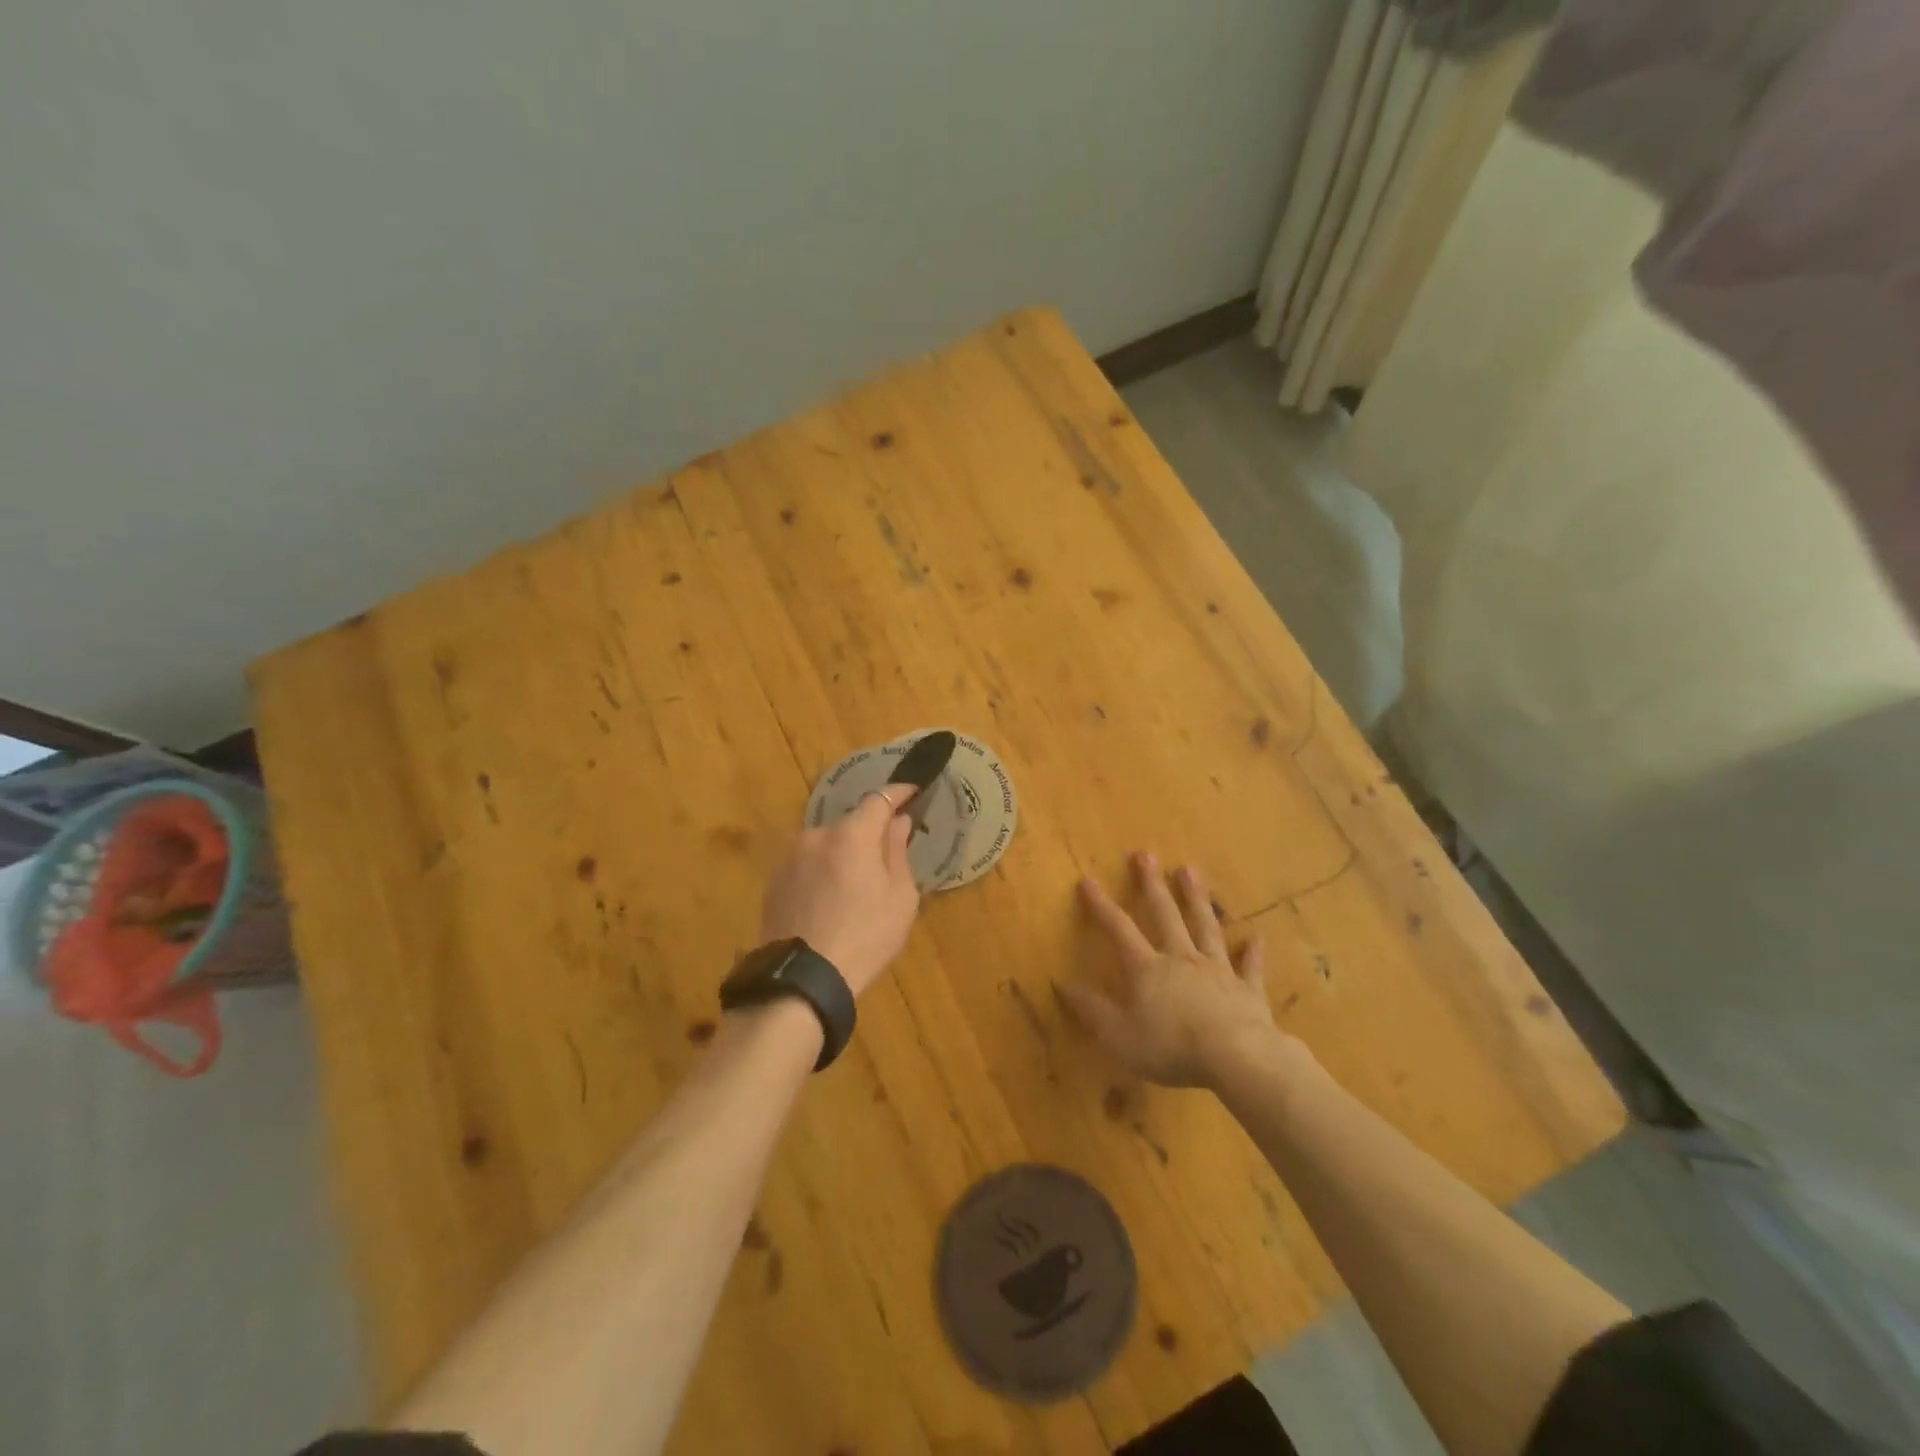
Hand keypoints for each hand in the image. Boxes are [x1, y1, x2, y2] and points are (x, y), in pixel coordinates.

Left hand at [759, 786, 921, 996]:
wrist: (803, 980)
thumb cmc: (865, 936)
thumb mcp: (899, 897)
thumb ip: (898, 852)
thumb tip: (899, 822)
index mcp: (851, 835)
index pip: (879, 799)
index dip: (899, 793)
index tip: (914, 791)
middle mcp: (816, 835)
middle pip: (851, 824)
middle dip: (870, 832)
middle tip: (888, 854)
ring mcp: (791, 858)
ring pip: (827, 845)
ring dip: (844, 854)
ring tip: (857, 886)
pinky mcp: (774, 881)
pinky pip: (808, 865)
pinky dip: (823, 871)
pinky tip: (831, 900)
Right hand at [1059, 852, 1283, 1088]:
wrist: (1237, 1057)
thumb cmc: (1171, 1047)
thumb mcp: (1119, 1035)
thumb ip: (1091, 1009)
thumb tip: (1062, 982)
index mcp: (1148, 969)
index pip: (1119, 929)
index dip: (1101, 905)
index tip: (1088, 880)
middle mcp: (1181, 958)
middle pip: (1165, 915)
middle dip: (1152, 884)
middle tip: (1146, 854)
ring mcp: (1217, 970)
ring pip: (1205, 927)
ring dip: (1197, 899)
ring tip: (1190, 871)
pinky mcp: (1247, 990)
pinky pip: (1249, 966)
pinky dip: (1251, 952)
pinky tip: (1255, 937)